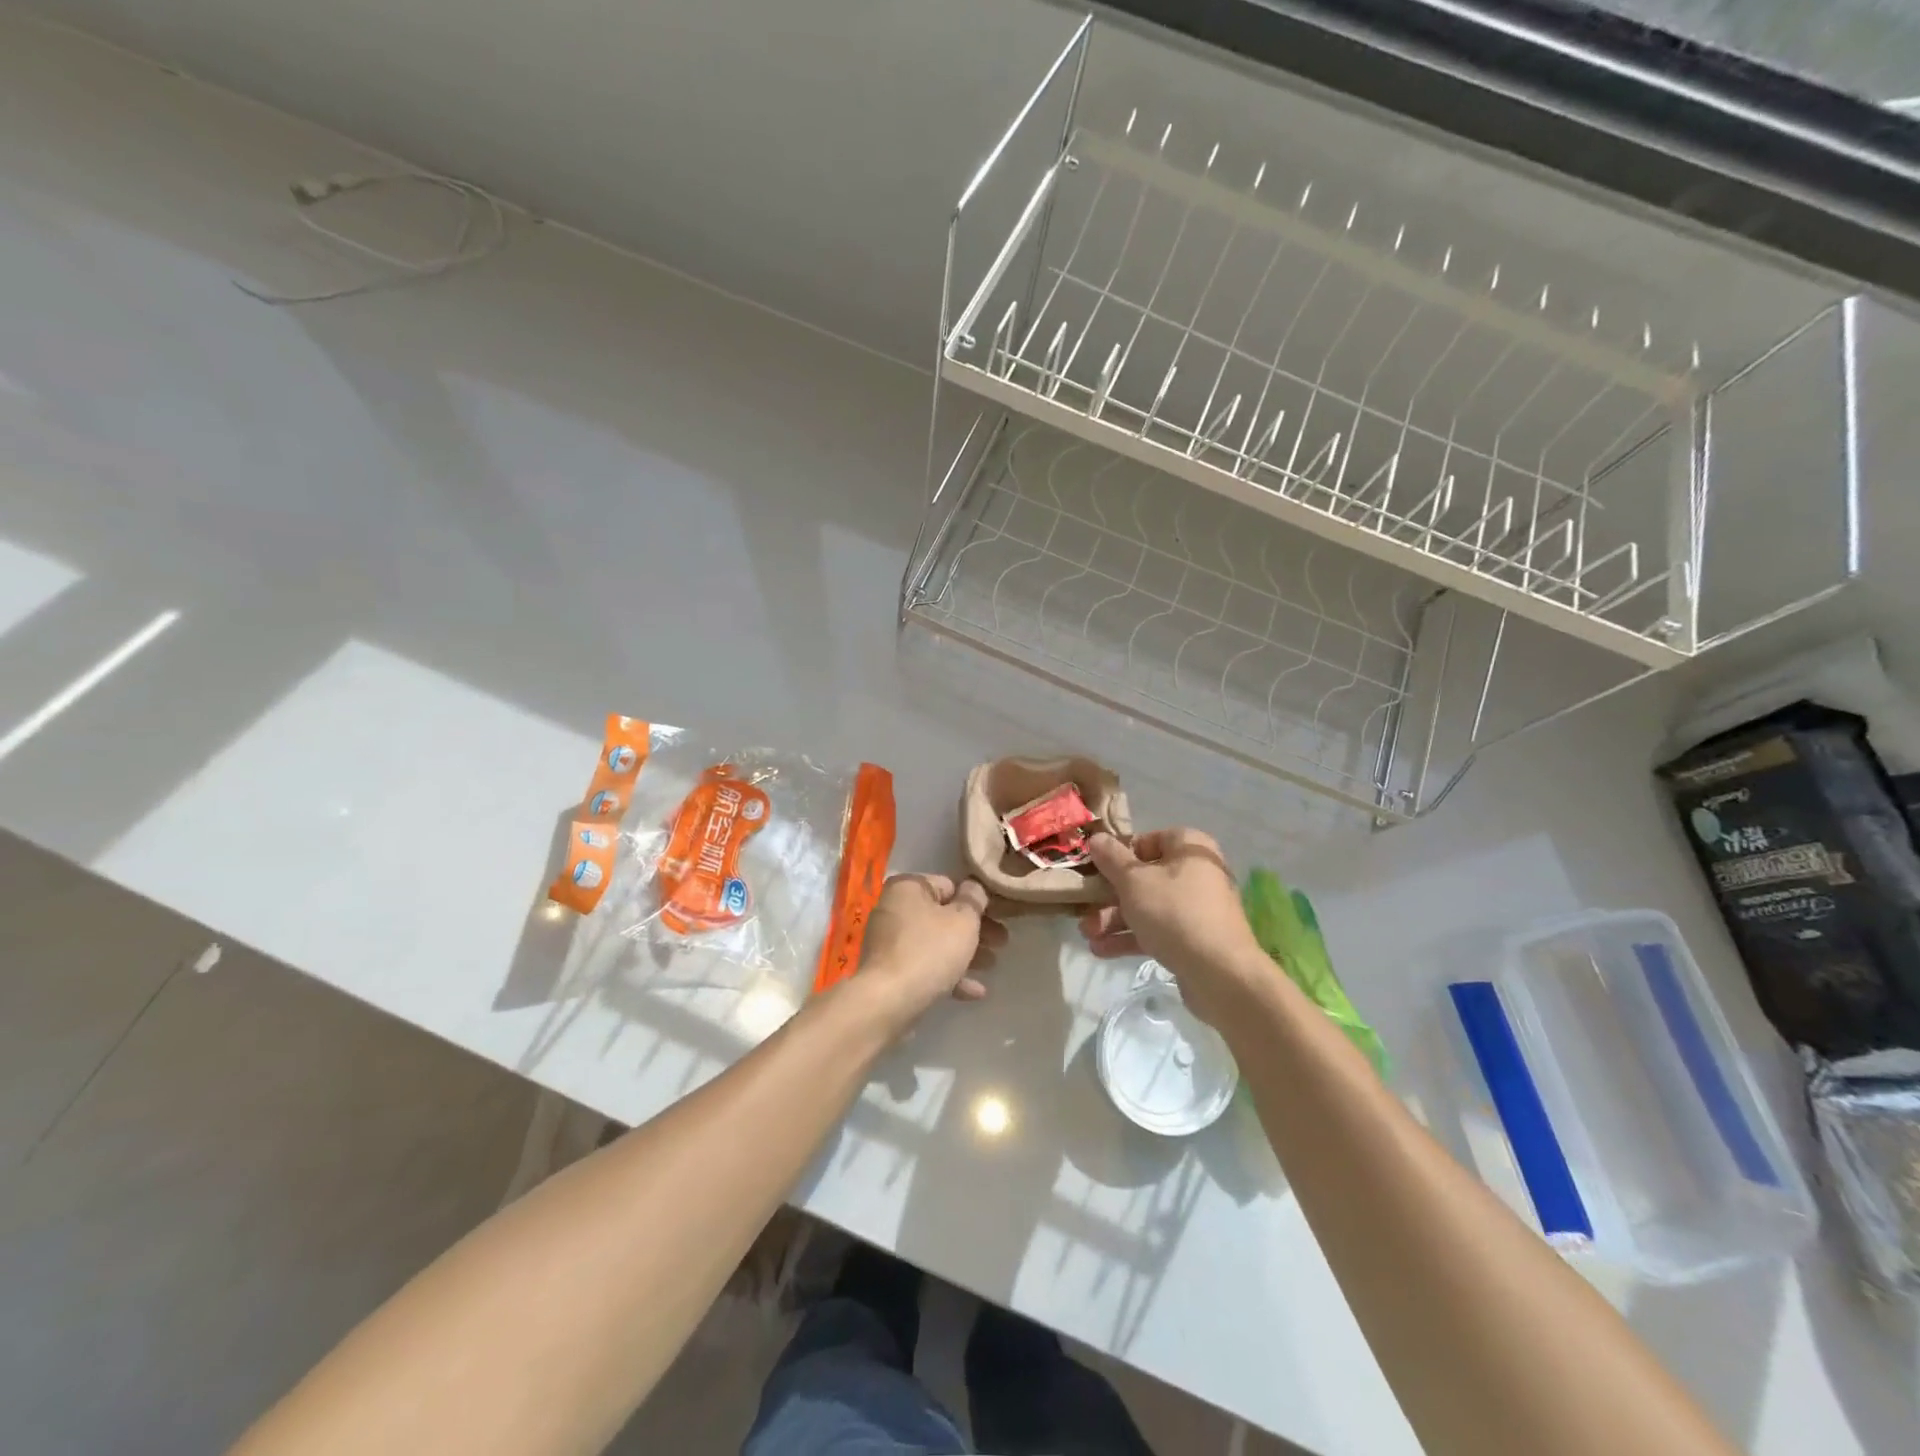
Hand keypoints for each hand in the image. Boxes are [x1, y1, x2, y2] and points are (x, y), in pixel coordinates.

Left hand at [857, 873, 1006, 1021]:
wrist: (888, 1002)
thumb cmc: (929, 951)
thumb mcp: (963, 920)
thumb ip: (974, 899)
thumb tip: (974, 887)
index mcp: (908, 887)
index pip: (950, 885)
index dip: (977, 901)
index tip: (999, 916)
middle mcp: (894, 908)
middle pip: (943, 915)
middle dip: (975, 930)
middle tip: (1002, 942)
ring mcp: (890, 941)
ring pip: (936, 942)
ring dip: (965, 953)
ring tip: (992, 965)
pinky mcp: (890, 970)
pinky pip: (925, 966)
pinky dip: (948, 974)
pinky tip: (974, 992)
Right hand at [1079, 829, 1266, 1025]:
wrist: (1220, 974)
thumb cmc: (1174, 913)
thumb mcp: (1134, 881)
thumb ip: (1111, 858)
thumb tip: (1096, 838)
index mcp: (1190, 849)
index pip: (1150, 840)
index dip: (1121, 853)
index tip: (1098, 869)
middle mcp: (1196, 874)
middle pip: (1144, 877)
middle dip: (1109, 896)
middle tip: (1084, 908)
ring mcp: (1196, 909)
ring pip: (1147, 907)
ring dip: (1114, 919)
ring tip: (1087, 934)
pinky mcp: (1193, 940)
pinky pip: (1156, 931)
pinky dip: (1130, 937)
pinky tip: (1101, 950)